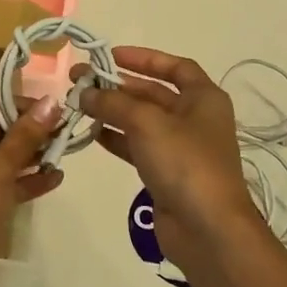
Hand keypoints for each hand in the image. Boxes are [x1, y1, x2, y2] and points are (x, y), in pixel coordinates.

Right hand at [77, 47, 264, 270]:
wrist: (207, 230)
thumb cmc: (185, 163)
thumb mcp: (147, 123)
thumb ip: (113, 102)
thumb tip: (83, 91)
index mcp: (204, 99)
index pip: (175, 67)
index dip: (144, 58)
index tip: (111, 56)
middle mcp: (195, 119)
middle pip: (153, 93)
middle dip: (118, 86)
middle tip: (80, 80)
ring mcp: (181, 148)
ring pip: (142, 121)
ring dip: (112, 112)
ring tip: (79, 105)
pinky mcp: (167, 174)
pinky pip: (137, 147)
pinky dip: (116, 138)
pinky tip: (91, 134)